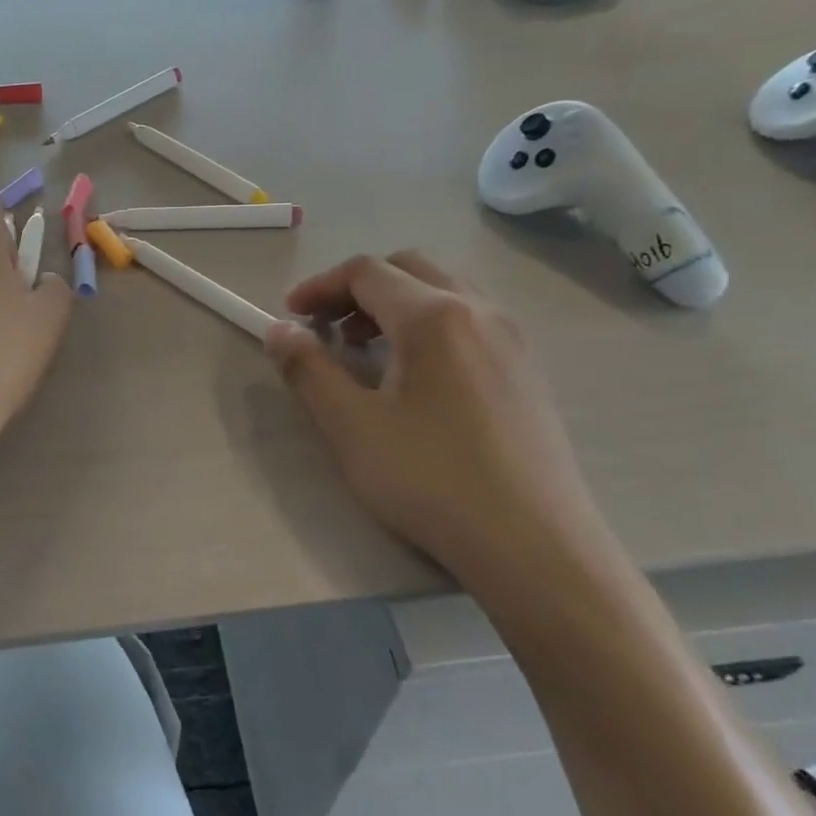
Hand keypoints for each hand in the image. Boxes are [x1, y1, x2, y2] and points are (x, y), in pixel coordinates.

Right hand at [264, 250, 602, 583]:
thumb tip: (279, 330)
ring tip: (365, 349)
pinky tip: (415, 376)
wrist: (536, 548)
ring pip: (444, 290)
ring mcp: (512, 338)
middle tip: (326, 326)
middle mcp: (479, 310)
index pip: (366, 271)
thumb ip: (308, 369)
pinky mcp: (528, 370)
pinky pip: (470, 319)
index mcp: (434, 315)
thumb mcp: (350, 426)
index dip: (320, 286)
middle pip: (408, 268)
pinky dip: (429, 323)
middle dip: (357, 288)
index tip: (289, 315)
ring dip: (395, 303)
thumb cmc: (432, 480)